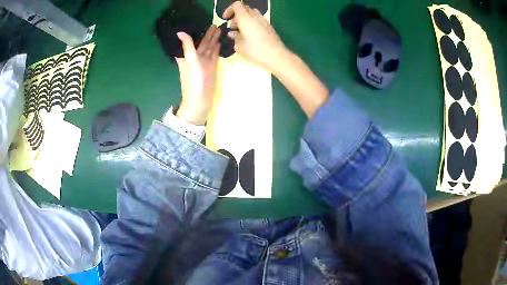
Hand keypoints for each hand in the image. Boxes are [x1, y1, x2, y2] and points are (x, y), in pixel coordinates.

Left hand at [176, 26, 220, 124]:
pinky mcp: (211, 68)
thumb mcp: (190, 61)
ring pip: (209, 48)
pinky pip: (214, 55)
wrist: (200, 100)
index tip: (199, 23)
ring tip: (219, 29)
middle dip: (208, 34)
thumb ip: (187, 46)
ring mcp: (204, 63)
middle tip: (214, 23)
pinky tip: (219, 42)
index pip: (191, 41)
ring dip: (213, 39)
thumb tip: (179, 32)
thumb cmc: (194, 81)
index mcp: (188, 56)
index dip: (195, 32)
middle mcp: (196, 58)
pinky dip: (217, 48)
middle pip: (202, 43)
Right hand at [224, 1, 288, 71]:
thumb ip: (235, 37)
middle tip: (233, 28)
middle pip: (244, 9)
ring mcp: (263, 20)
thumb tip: (232, 33)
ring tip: (242, 31)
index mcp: (245, 18)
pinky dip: (251, 23)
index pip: (237, 5)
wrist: (277, 56)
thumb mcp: (239, 46)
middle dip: (236, 16)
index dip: (229, 9)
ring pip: (251, 14)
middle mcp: (255, 16)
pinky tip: (250, 35)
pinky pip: (258, 20)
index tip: (225, 19)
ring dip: (244, 19)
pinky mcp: (269, 26)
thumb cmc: (255, 51)